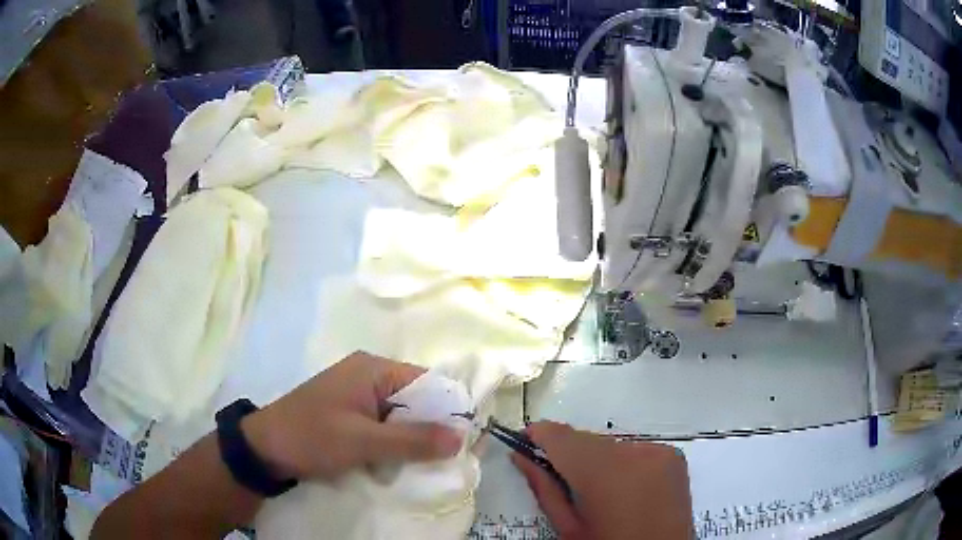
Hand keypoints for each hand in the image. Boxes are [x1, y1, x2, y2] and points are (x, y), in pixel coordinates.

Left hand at [242, 352, 462, 480]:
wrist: (263, 449)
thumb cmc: (311, 438)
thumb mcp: (362, 441)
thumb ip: (411, 440)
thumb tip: (461, 436)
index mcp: (374, 369)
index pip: (428, 383)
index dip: (450, 410)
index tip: (465, 443)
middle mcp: (370, 375)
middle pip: (417, 399)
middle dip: (432, 428)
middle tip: (448, 459)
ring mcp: (359, 394)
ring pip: (402, 415)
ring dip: (413, 438)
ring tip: (428, 464)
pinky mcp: (351, 413)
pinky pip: (386, 424)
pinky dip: (396, 442)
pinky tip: (402, 461)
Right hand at [513, 421, 692, 539]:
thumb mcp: (570, 528)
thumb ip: (545, 489)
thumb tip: (521, 456)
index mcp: (607, 475)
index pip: (565, 438)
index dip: (541, 435)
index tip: (524, 441)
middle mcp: (638, 454)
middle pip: (589, 441)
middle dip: (569, 453)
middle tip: (556, 475)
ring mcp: (661, 452)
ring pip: (611, 444)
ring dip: (596, 458)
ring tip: (594, 489)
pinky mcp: (674, 456)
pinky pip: (635, 450)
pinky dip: (621, 462)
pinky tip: (621, 487)